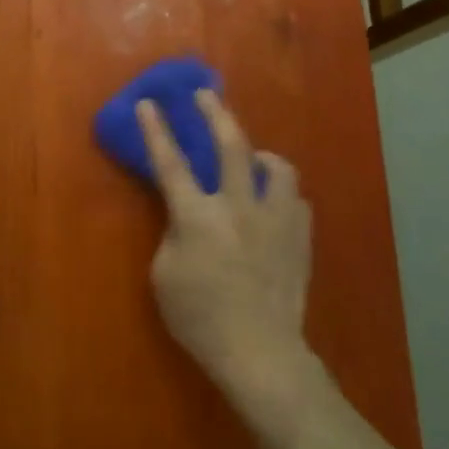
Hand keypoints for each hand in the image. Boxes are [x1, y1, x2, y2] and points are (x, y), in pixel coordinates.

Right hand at [137, 91, 316, 406]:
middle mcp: (239, 206)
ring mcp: (275, 220)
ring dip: (262, 155)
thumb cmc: (200, 319)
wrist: (260, 353)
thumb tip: (188, 216)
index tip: (148, 103)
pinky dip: (282, 195)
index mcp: (198, 216)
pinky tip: (274, 205)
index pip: (171, 163)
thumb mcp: (164, 276)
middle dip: (215, 112)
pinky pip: (296, 201)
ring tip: (254, 159)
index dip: (156, 130)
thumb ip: (174, 234)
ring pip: (277, 166)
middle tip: (205, 95)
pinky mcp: (299, 238)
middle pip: (231, 144)